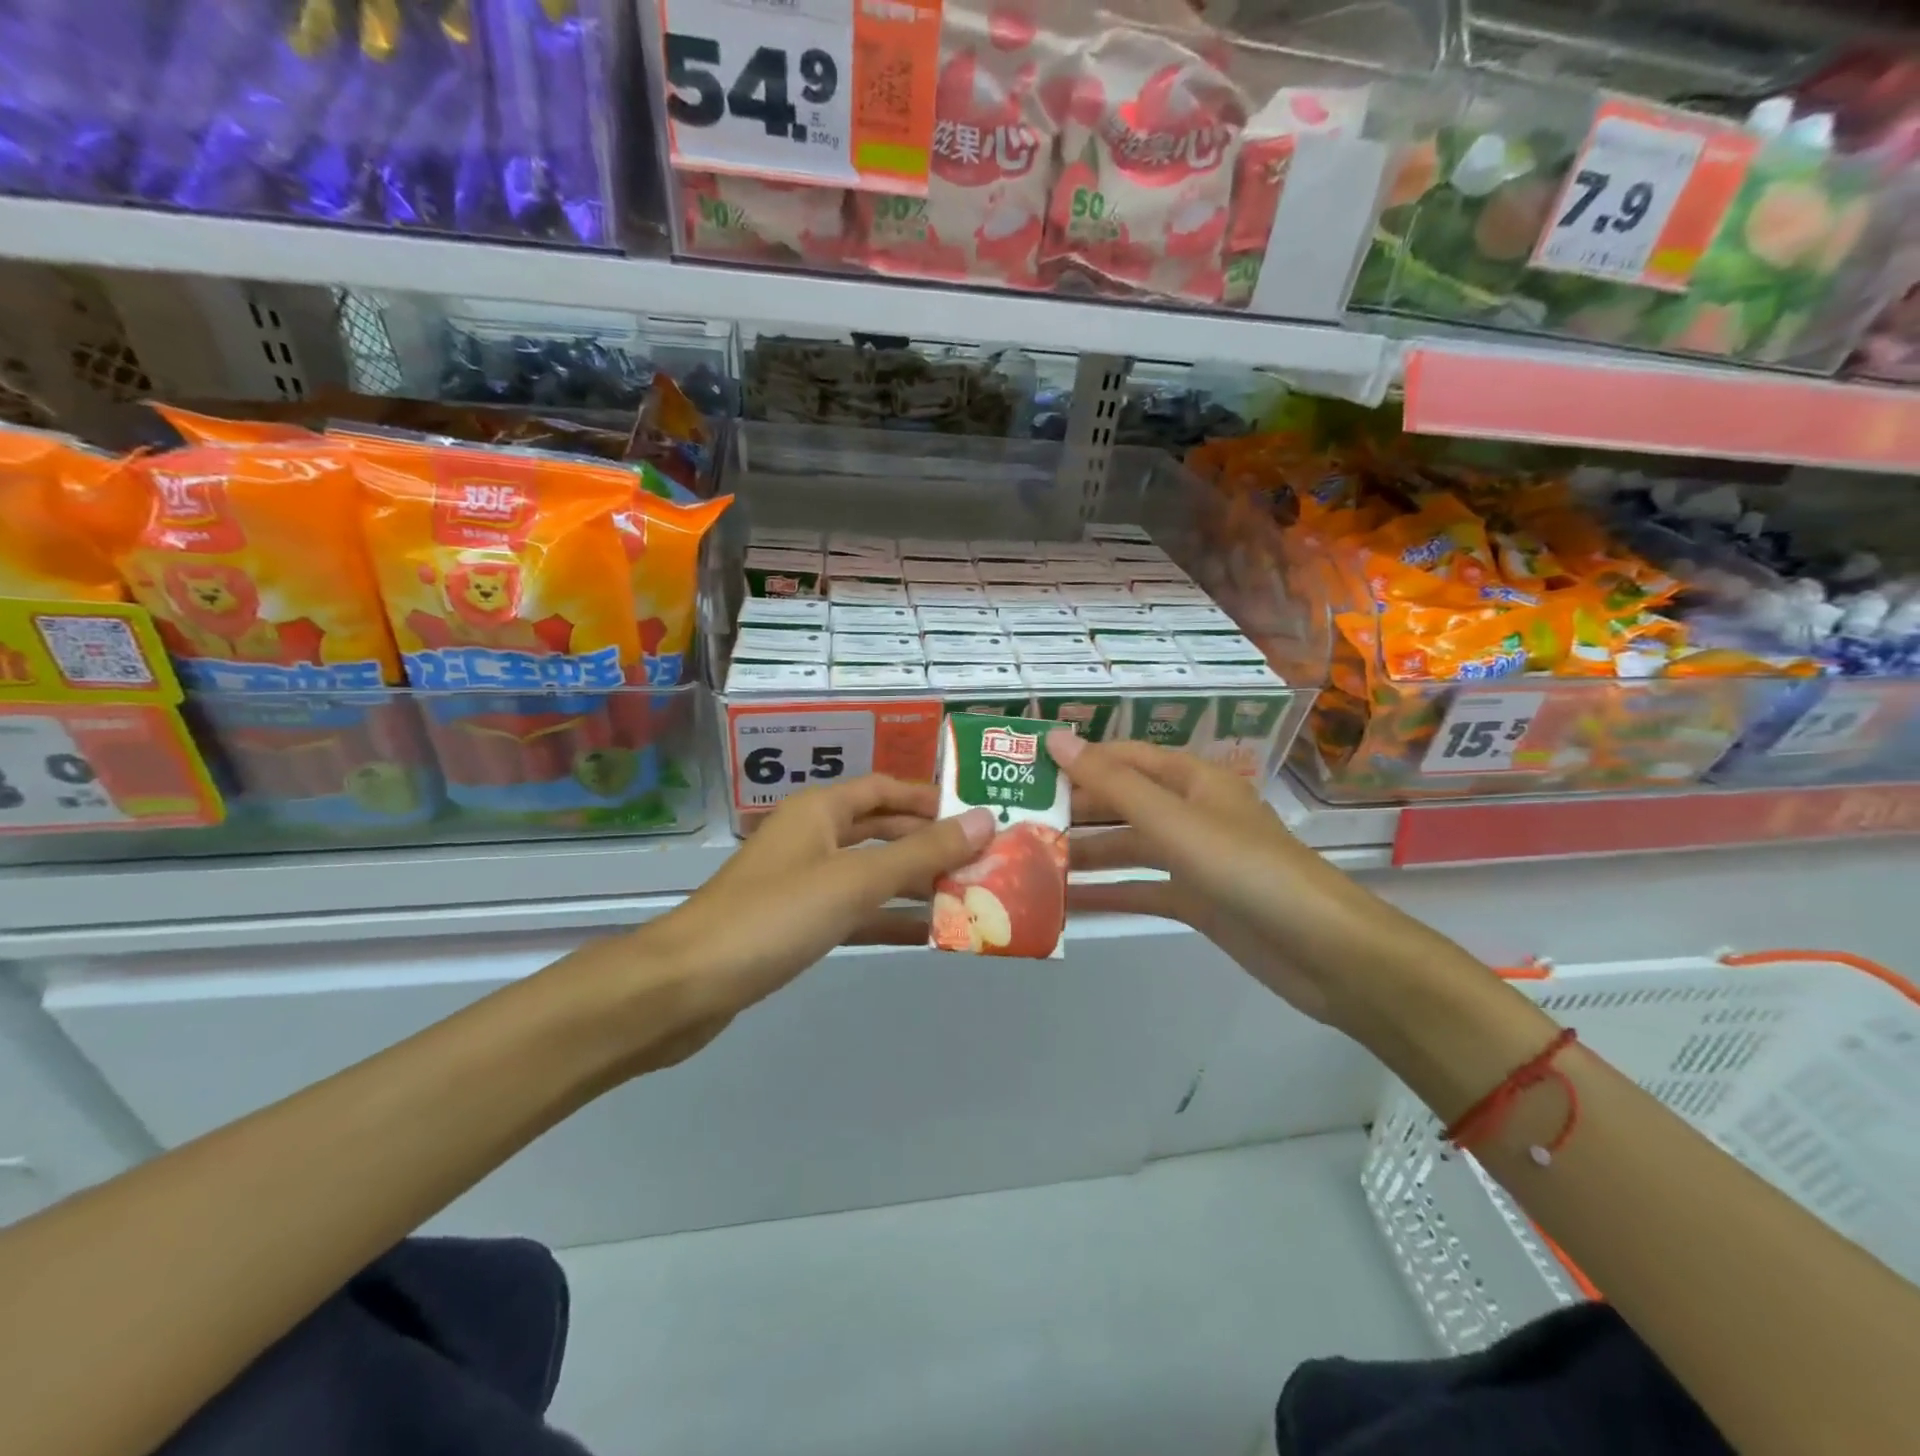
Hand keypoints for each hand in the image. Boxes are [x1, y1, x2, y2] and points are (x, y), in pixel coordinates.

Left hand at [609, 776, 994, 1068]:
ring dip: (913, 883)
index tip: (976, 813)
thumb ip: (921, 854)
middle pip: (881, 830)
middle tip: (983, 858)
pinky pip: (853, 911)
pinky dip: (887, 918)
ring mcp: (802, 883)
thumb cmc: (772, 917)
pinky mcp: (795, 925)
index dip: (929, 798)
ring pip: (870, 873)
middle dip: (928, 843)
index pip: (884, 789)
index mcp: (819, 810)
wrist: (684, 986)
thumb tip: (983, 820)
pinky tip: (925, 934)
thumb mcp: (854, 881)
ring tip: (969, 894)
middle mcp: (811, 837)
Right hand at [1053, 733, 1352, 1025]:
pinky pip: (1143, 889)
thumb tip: (1056, 738)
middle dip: (1075, 811)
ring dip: (1086, 854)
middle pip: (1123, 803)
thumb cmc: (1248, 870)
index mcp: (1193, 780)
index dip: (1079, 758)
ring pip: (1129, 848)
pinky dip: (1109, 893)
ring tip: (1029, 861)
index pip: (1124, 758)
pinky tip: (1066, 902)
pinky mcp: (1197, 901)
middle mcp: (1192, 813)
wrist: (1325, 952)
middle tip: (1017, 821)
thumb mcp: (1174, 822)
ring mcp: (1194, 859)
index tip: (1027, 768)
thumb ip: (1113, 784)